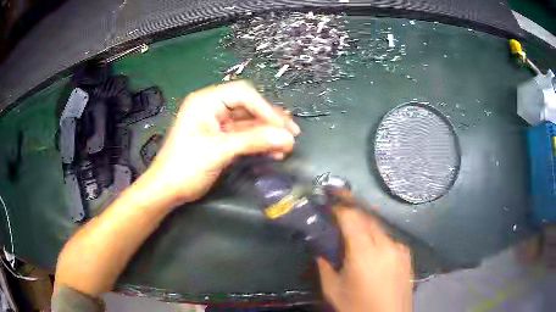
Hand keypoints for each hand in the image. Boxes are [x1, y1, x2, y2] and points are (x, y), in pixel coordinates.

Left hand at [146, 81, 299, 205]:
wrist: (168, 190)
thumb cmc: (186, 166)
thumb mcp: (219, 151)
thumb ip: (254, 141)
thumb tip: (288, 138)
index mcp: (206, 101)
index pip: (243, 94)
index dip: (265, 108)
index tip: (283, 127)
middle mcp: (213, 107)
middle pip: (249, 107)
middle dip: (271, 120)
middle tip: (292, 134)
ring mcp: (217, 123)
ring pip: (249, 122)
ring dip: (268, 133)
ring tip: (287, 145)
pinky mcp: (221, 138)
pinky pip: (245, 136)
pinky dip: (259, 143)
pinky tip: (274, 151)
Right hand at [318, 208, 412, 311]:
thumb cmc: (357, 306)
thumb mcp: (333, 290)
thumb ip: (324, 267)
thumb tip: (320, 252)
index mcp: (364, 253)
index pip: (352, 218)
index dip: (340, 207)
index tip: (330, 203)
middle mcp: (385, 245)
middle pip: (368, 217)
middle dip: (353, 209)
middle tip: (340, 206)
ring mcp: (399, 248)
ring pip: (380, 226)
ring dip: (366, 222)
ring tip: (354, 227)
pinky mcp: (407, 254)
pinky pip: (389, 237)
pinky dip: (378, 235)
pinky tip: (372, 245)